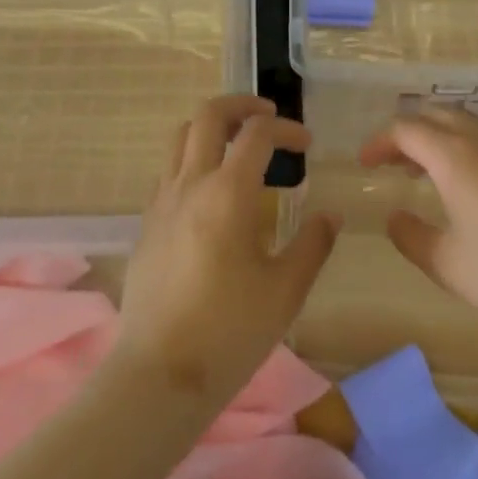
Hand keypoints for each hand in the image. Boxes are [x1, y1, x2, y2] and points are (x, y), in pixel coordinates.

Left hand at [113, 96, 338, 411]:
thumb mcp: (285, 291)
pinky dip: (193, 159)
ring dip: (212, 128)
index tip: (307, 145)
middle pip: (209, 115)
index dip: (286, 128)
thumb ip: (312, 245)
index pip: (257, 133)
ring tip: (239, 147)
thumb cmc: (229, 332)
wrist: (159, 373)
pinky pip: (169, 170)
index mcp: (227, 193)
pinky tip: (212, 194)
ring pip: (181, 136)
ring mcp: (162, 200)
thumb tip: (330, 216)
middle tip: (267, 115)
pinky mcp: (146, 222)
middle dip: (241, 105)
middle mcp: (190, 183)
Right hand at [359, 105, 477, 348]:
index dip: (380, 142)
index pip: (406, 129)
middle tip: (394, 164)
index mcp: (456, 158)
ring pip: (470, 124)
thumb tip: (395, 217)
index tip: (365, 165)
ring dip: (441, 138)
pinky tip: (474, 191)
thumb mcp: (446, 264)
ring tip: (429, 174)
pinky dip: (470, 150)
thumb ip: (409, 235)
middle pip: (438, 114)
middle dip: (410, 132)